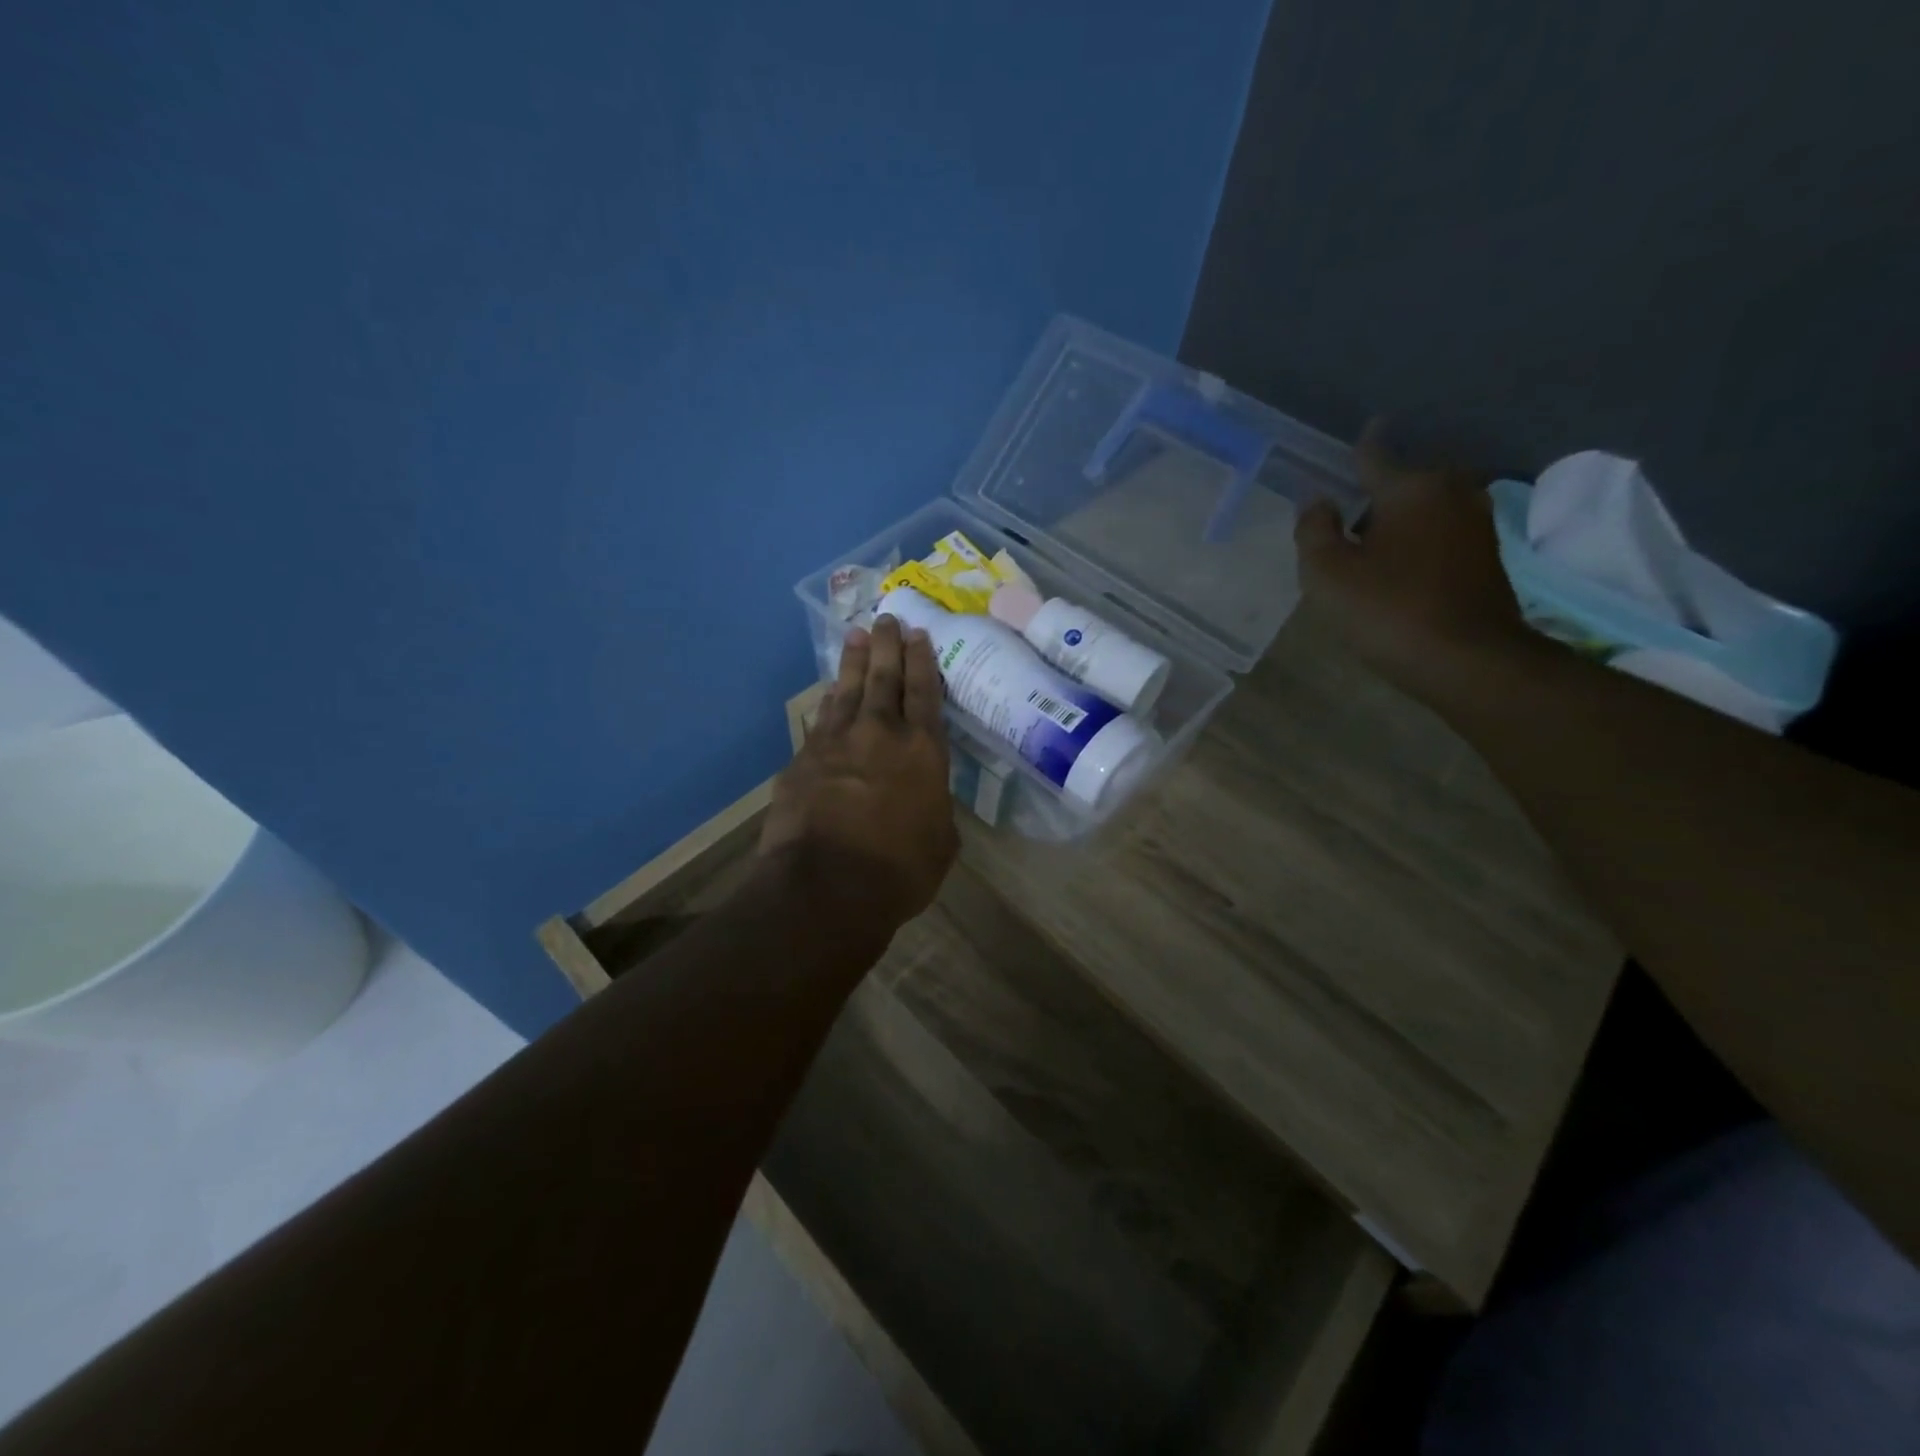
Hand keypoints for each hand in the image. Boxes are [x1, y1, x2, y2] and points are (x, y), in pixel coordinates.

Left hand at [759, 614, 958, 928]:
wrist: (826, 885)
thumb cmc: (899, 871)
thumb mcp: (940, 843)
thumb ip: (935, 809)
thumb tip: (926, 801)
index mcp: (923, 752)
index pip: (925, 693)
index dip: (922, 661)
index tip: (918, 634)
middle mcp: (881, 734)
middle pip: (885, 678)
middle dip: (888, 645)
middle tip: (888, 617)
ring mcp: (837, 742)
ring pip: (849, 690)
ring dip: (854, 662)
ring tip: (857, 636)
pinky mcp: (803, 759)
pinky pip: (821, 719)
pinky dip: (829, 701)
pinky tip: (830, 692)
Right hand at [1294, 421, 1534, 703]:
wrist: (1467, 659)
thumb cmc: (1388, 610)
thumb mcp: (1327, 574)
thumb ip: (1314, 530)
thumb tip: (1318, 502)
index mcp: (1410, 488)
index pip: (1376, 454)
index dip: (1362, 445)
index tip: (1364, 429)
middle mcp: (1451, 491)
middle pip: (1406, 480)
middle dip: (1382, 488)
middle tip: (1352, 511)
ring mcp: (1476, 522)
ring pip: (1428, 505)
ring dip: (1403, 515)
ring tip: (1375, 539)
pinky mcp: (1488, 554)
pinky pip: (1444, 530)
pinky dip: (1422, 537)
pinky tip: (1403, 562)